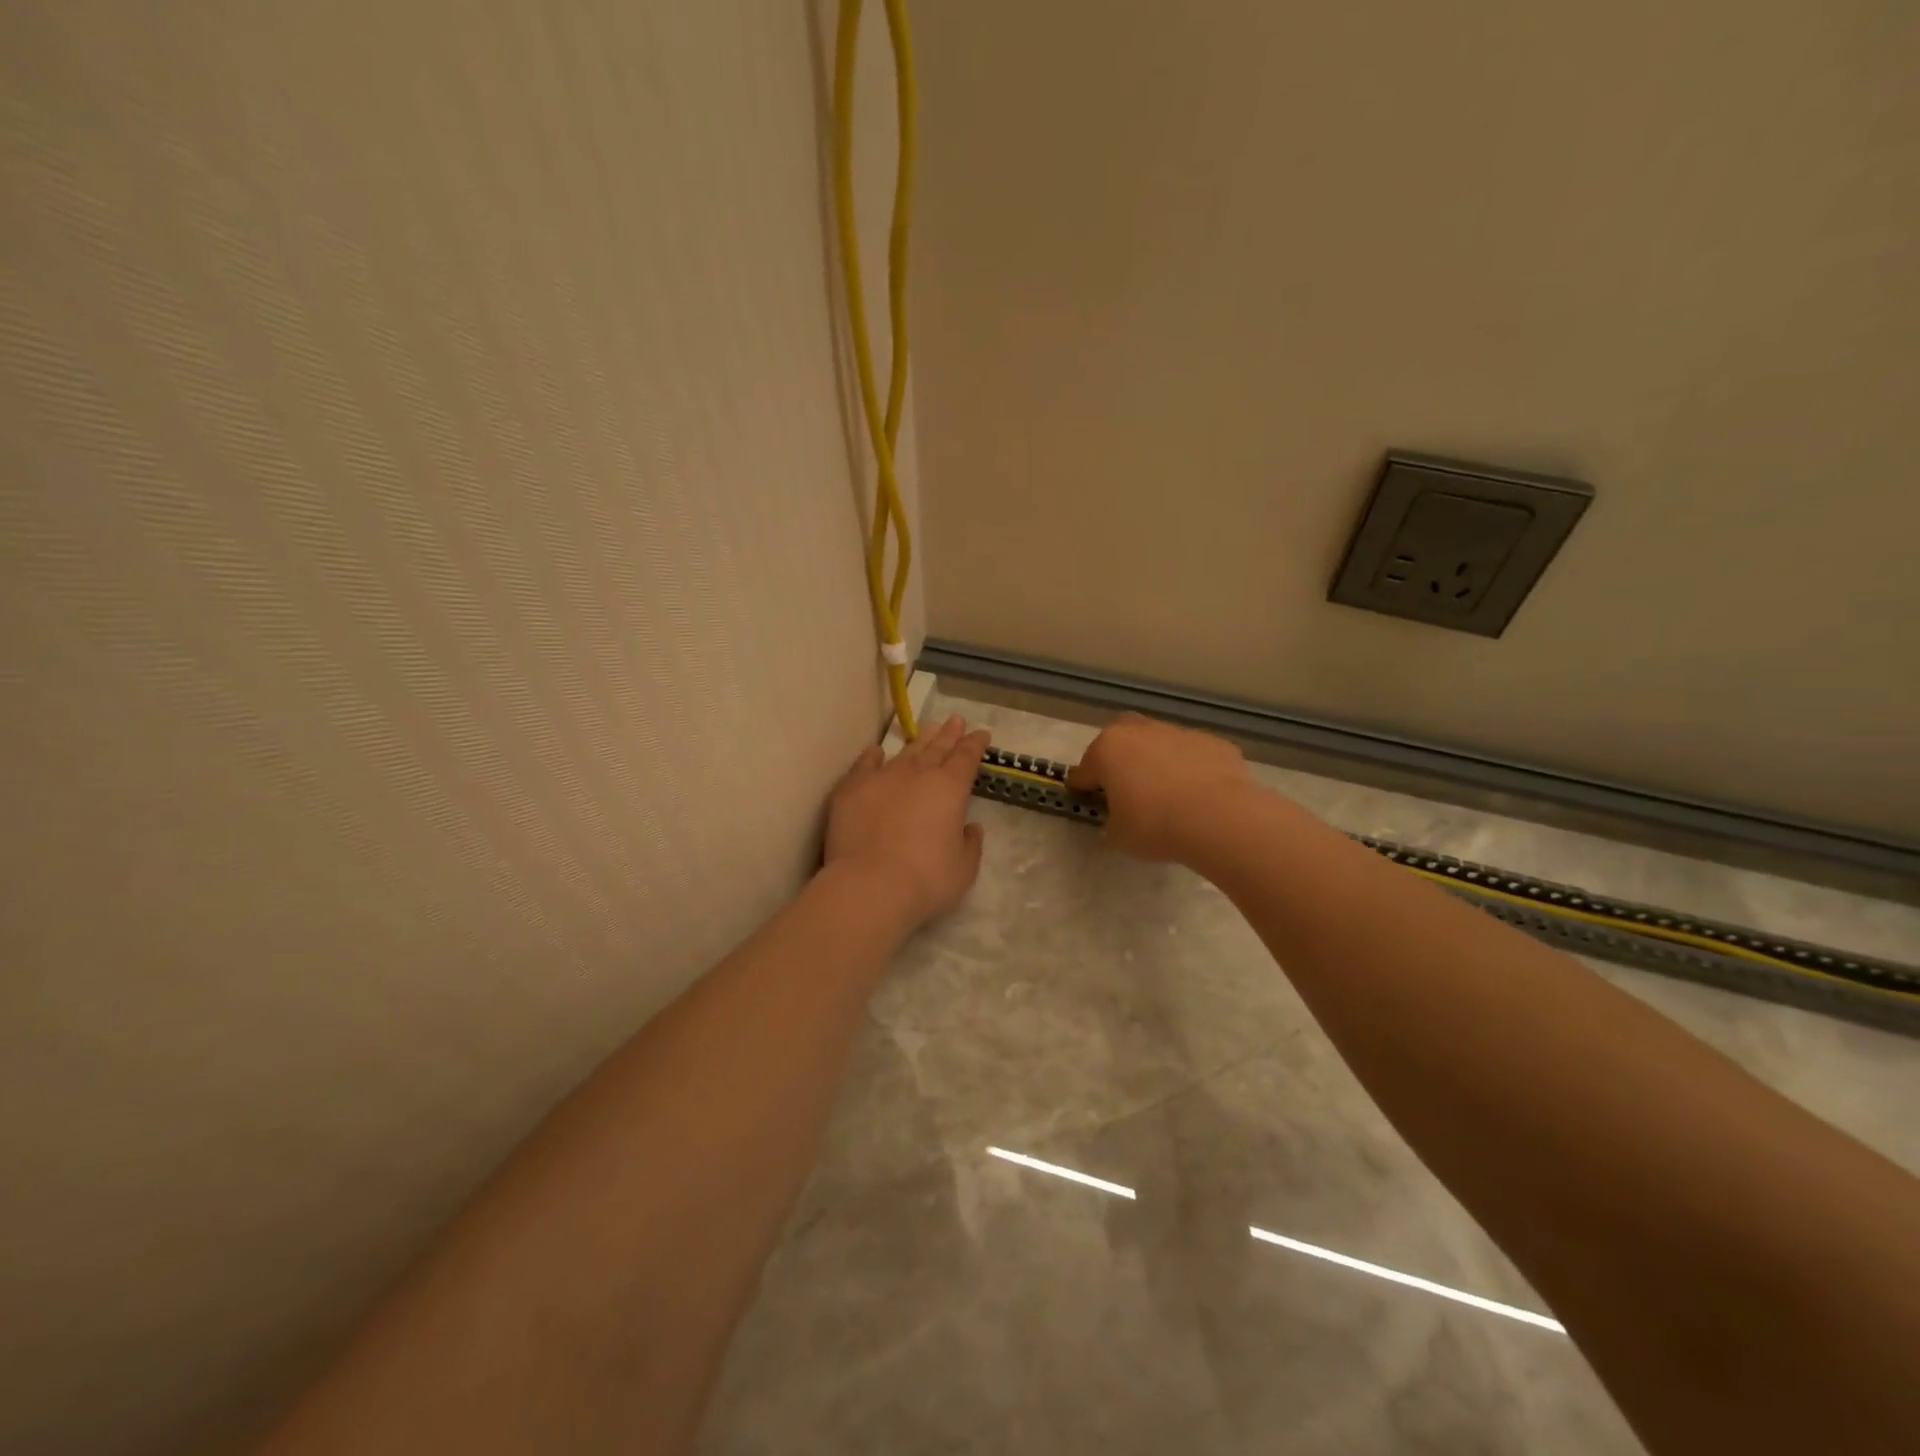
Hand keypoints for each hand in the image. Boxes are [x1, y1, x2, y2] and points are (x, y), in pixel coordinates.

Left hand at [823, 715, 988, 930]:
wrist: (869, 886)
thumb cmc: (926, 880)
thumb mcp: (963, 868)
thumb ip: (970, 844)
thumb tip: (970, 828)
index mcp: (950, 789)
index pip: (966, 758)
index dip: (975, 745)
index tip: (981, 734)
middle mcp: (918, 774)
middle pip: (937, 748)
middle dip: (949, 734)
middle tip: (956, 720)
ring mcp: (882, 778)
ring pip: (904, 753)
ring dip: (918, 741)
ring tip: (927, 729)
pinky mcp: (851, 790)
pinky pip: (864, 765)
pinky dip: (871, 756)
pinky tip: (875, 751)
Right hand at [1069, 713, 1253, 861]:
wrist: (1219, 818)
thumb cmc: (1154, 825)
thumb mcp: (1117, 836)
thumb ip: (1110, 821)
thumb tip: (1118, 817)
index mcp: (1107, 750)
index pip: (1083, 772)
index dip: (1083, 790)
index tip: (1089, 806)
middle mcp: (1140, 732)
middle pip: (1120, 741)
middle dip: (1118, 760)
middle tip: (1127, 790)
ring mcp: (1179, 733)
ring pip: (1159, 744)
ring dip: (1157, 762)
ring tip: (1168, 795)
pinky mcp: (1213, 742)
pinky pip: (1193, 756)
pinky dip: (1191, 770)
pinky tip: (1200, 796)